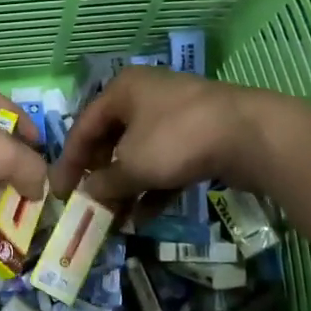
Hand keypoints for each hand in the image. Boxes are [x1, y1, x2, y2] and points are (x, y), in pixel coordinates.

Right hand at [52, 67, 274, 204]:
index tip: (60, 193)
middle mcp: (146, 97)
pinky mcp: (199, 136)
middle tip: (90, 205)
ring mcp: (175, 116)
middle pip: (112, 139)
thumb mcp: (133, 164)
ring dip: (126, 188)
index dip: (70, 162)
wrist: (250, 135)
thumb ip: (105, 182)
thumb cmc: (177, 139)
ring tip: (115, 220)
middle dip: (101, 177)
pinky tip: (144, 218)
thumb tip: (88, 193)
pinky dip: (153, 188)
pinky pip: (166, 162)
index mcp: (123, 90)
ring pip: (140, 154)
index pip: (84, 126)